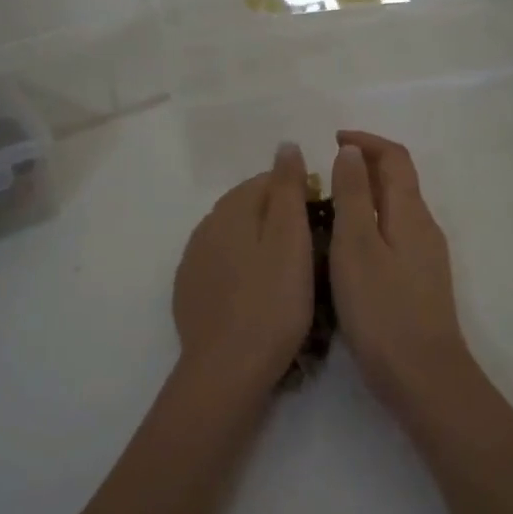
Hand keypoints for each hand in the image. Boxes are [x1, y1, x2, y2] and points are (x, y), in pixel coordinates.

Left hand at [172, 143, 314, 401]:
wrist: (227, 369)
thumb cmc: (271, 302)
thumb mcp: (290, 240)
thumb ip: (287, 189)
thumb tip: (285, 144)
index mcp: (230, 210)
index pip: (265, 181)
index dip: (297, 192)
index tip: (322, 219)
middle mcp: (205, 227)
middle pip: (247, 207)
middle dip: (277, 217)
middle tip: (311, 248)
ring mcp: (193, 261)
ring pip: (233, 237)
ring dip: (258, 243)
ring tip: (288, 273)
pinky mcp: (189, 292)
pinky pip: (221, 265)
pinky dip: (241, 268)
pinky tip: (257, 293)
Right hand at [328, 131, 475, 412]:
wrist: (423, 376)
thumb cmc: (382, 309)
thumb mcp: (356, 246)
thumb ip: (353, 195)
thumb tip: (352, 151)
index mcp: (410, 212)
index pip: (395, 157)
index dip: (365, 141)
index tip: (332, 140)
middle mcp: (423, 227)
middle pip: (398, 180)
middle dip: (364, 165)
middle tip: (323, 172)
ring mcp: (424, 256)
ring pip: (395, 209)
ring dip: (365, 194)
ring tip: (326, 205)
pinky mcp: (418, 281)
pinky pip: (393, 234)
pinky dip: (369, 223)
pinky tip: (345, 246)